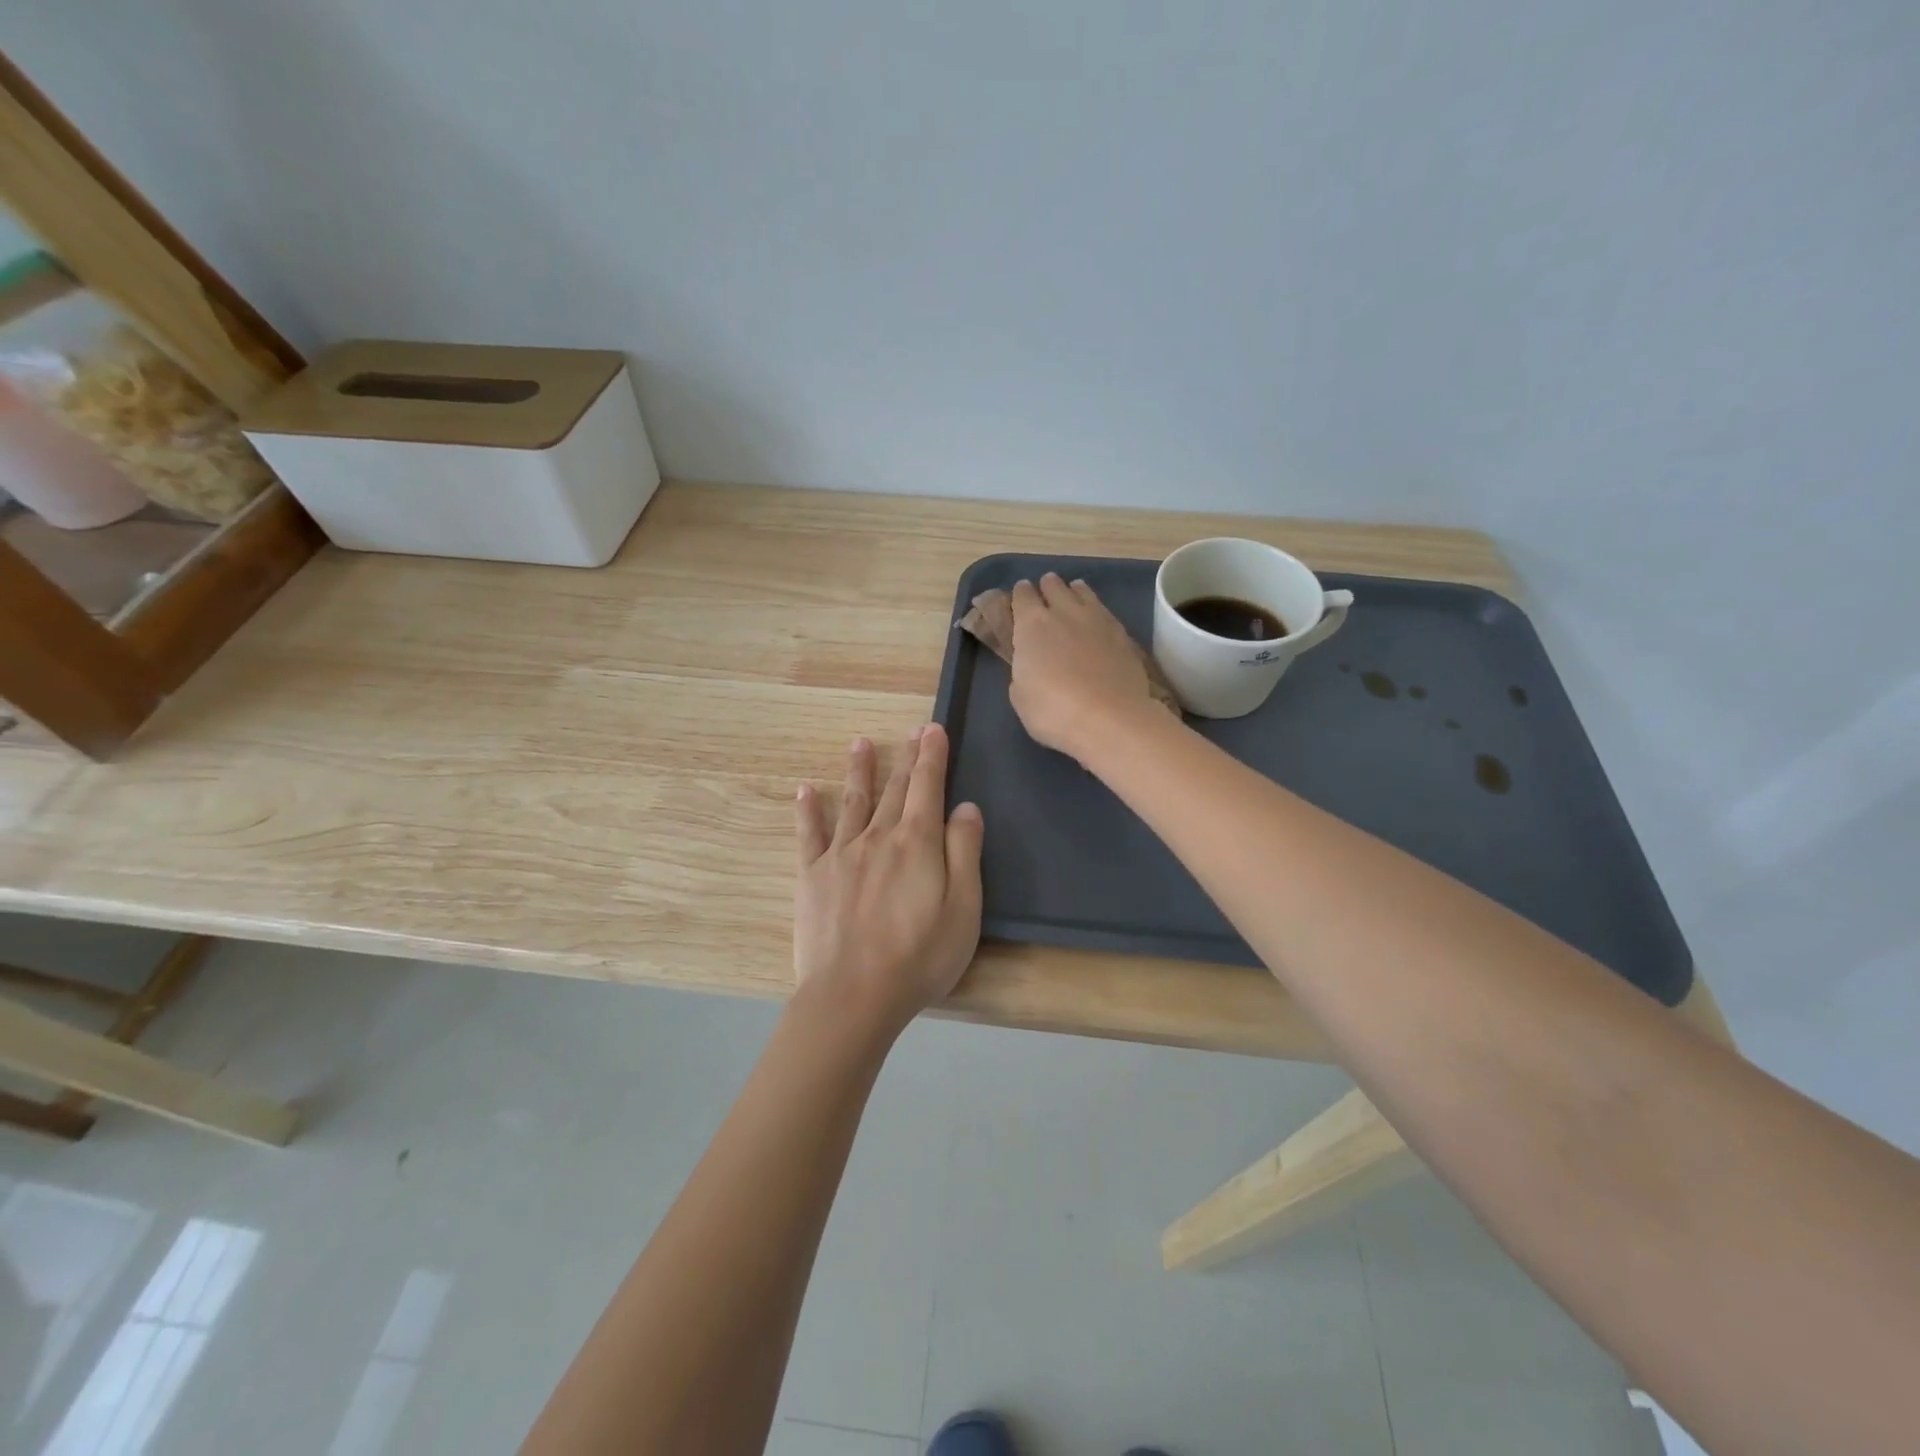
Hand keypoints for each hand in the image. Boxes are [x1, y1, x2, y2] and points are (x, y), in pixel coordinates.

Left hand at [794, 724, 984, 1033]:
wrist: (852, 996)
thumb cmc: (919, 957)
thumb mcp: (963, 909)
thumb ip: (964, 853)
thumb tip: (965, 807)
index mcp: (917, 843)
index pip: (928, 787)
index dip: (932, 756)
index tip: (934, 729)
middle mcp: (878, 836)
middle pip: (896, 789)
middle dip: (907, 757)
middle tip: (912, 730)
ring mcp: (840, 854)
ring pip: (853, 801)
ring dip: (859, 771)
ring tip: (860, 743)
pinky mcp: (811, 876)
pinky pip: (809, 834)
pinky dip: (808, 810)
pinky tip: (805, 790)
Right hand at [1009, 574, 1157, 760]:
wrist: (1110, 719)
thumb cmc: (1053, 712)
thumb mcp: (1021, 697)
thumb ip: (1022, 671)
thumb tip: (1031, 664)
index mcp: (1032, 625)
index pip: (1022, 596)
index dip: (1020, 596)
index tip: (1020, 599)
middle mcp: (1064, 612)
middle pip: (1053, 586)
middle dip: (1047, 588)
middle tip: (1046, 596)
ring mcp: (1097, 619)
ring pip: (1082, 591)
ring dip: (1074, 592)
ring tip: (1073, 597)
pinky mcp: (1122, 633)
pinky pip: (1105, 610)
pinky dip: (1096, 610)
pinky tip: (1097, 620)